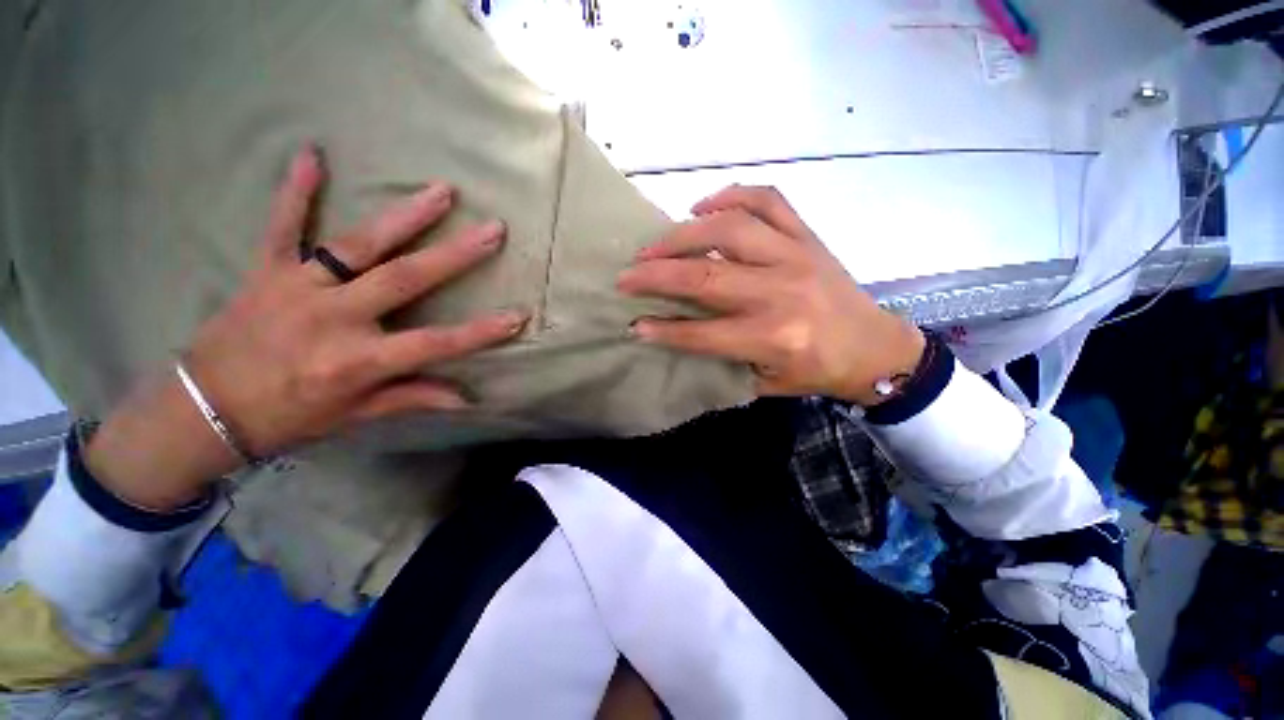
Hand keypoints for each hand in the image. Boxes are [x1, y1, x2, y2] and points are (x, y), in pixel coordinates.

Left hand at [85, 145, 527, 508]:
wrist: (200, 410)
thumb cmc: (286, 418)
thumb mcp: (354, 416)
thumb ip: (411, 398)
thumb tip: (467, 398)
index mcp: (357, 361)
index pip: (435, 344)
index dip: (481, 331)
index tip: (518, 316)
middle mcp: (333, 318)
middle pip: (405, 279)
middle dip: (455, 254)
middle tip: (492, 230)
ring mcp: (297, 288)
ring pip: (358, 244)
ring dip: (404, 216)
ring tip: (441, 191)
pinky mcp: (265, 271)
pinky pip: (282, 226)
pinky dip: (295, 191)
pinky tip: (311, 155)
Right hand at [618, 185, 923, 405]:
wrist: (875, 349)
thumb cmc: (817, 370)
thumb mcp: (765, 379)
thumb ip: (721, 356)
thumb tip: (674, 332)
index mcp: (772, 337)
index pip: (701, 332)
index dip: (662, 329)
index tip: (633, 323)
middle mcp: (781, 292)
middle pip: (705, 276)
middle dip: (655, 275)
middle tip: (626, 274)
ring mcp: (796, 256)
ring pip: (729, 229)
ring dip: (682, 234)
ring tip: (655, 244)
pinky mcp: (808, 235)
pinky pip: (767, 199)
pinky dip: (730, 195)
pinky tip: (702, 205)